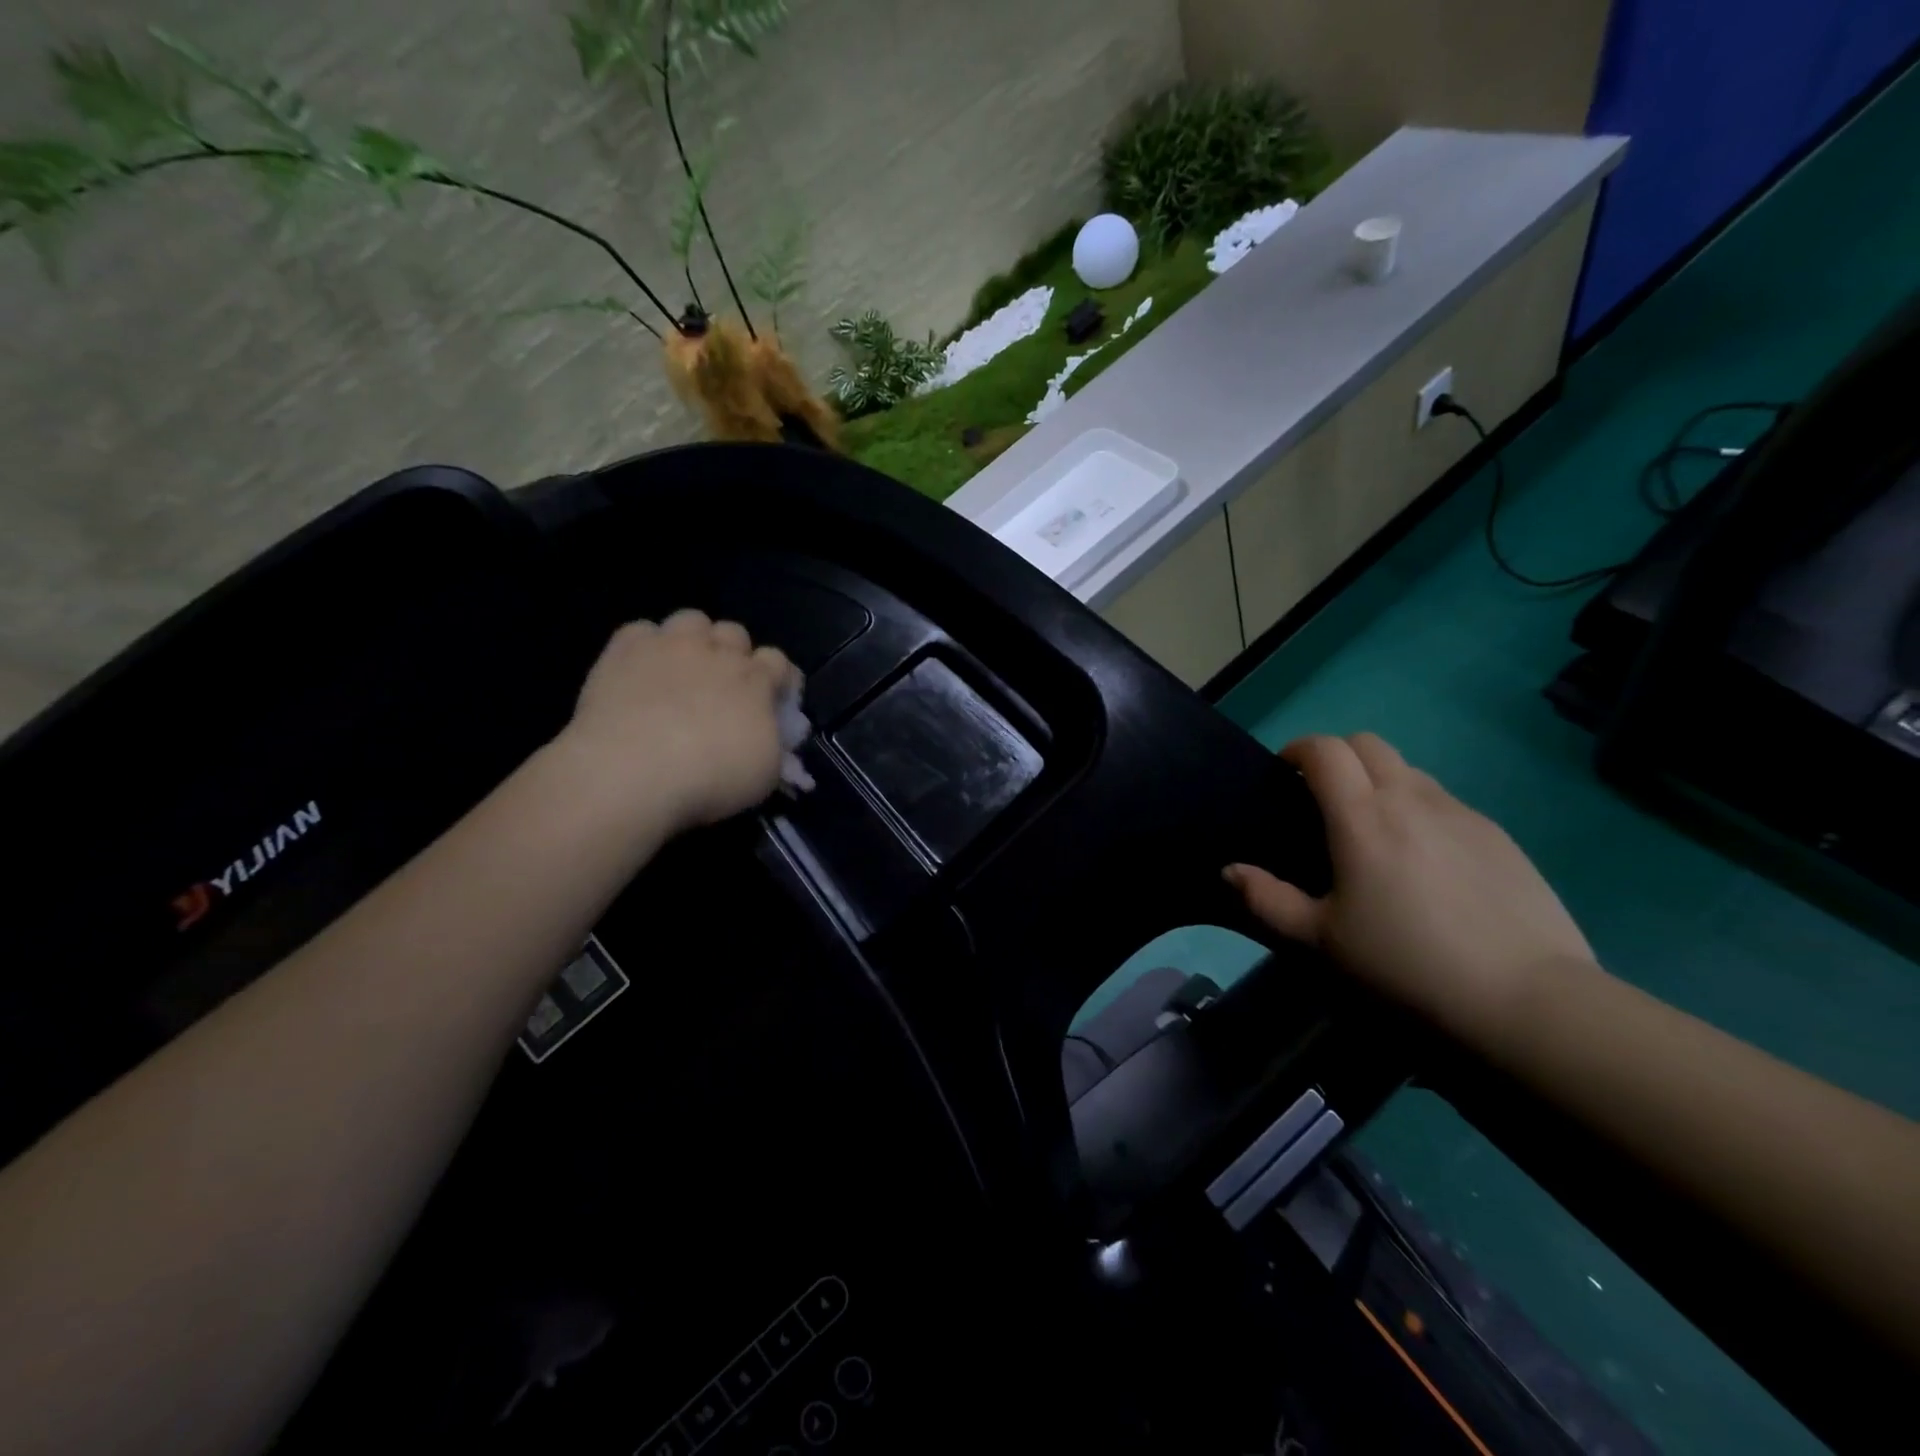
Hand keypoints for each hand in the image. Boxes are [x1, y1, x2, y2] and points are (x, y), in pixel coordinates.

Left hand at [561, 610, 797, 832]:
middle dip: (734, 653)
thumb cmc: (710, 779)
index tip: (773, 699)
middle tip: (723, 686)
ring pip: (692, 620)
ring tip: (682, 668)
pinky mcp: (625, 649)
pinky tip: (640, 671)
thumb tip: (770, 734)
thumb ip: (773, 743)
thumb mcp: (764, 774)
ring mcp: (670, 646)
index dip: (778, 678)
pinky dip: (645, 646)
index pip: (779, 661)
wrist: (631, 771)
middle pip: (735, 633)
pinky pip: (641, 630)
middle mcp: (717, 653)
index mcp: (756, 681)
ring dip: (693, 639)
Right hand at [1224, 734, 1595, 1041]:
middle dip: (1339, 756)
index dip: (1299, 750)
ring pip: (1411, 771)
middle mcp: (1411, 799)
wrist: (1525, 999)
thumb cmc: (1405, 964)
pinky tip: (1427, 863)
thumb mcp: (1320, 940)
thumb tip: (1230, 871)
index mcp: (1362, 816)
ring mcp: (1462, 814)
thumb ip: (1267, 900)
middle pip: (1369, 744)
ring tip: (1376, 833)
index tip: (1286, 775)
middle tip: (1325, 799)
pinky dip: (1421, 811)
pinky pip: (1447, 804)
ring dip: (1382, 782)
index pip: (1326, 749)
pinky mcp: (1499, 837)